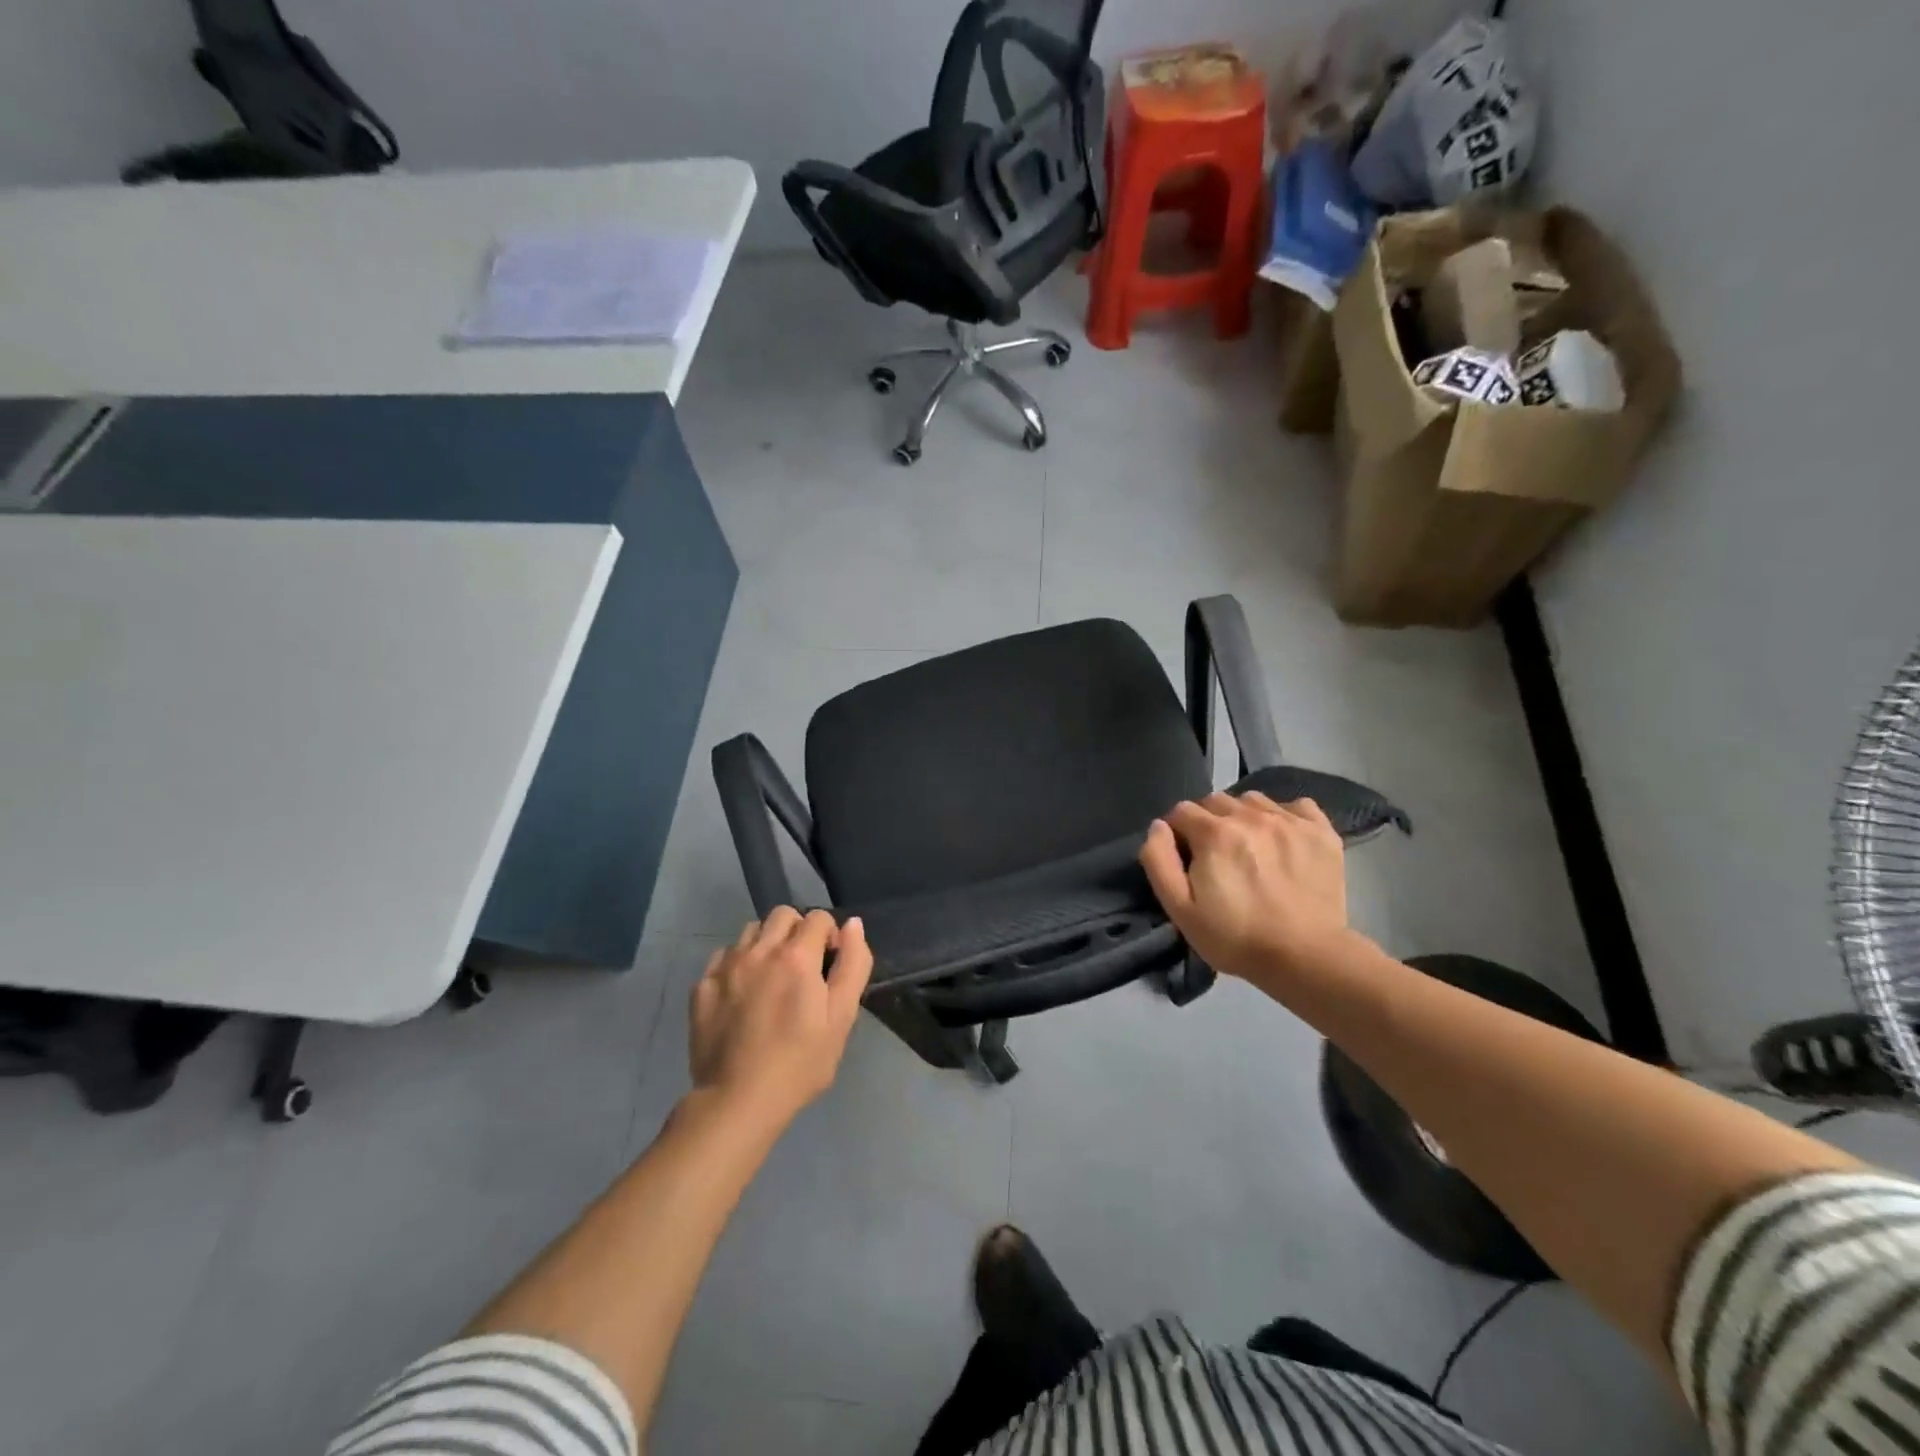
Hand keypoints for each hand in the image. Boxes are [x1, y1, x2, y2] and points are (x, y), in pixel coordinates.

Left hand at [689, 908, 873, 1126]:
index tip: (829, 964)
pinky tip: (742, 993)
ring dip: (766, 943)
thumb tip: (852, 924)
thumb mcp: (841, 1017)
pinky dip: (737, 963)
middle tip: (802, 967)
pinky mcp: (702, 986)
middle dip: (797, 930)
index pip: (818, 918)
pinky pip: (724, 956)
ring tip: (771, 978)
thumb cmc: (799, 1062)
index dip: (830, 935)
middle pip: (782, 914)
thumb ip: (853, 964)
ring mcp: (726, 967)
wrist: (737, 1101)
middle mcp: (760, 950)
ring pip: (751, 931)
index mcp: (797, 956)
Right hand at [1138, 792, 1350, 983]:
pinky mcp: (1321, 832)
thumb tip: (1158, 826)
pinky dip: (1285, 816)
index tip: (1184, 856)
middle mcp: (1250, 816)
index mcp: (1214, 833)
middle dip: (1207, 821)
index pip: (1181, 811)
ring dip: (1243, 816)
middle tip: (1215, 854)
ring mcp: (1290, 821)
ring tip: (1250, 846)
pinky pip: (1297, 805)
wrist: (1306, 958)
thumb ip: (1159, 861)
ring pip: (1254, 800)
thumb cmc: (1235, 937)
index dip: (1177, 831)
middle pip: (1216, 801)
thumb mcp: (1180, 909)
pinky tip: (1283, 840)